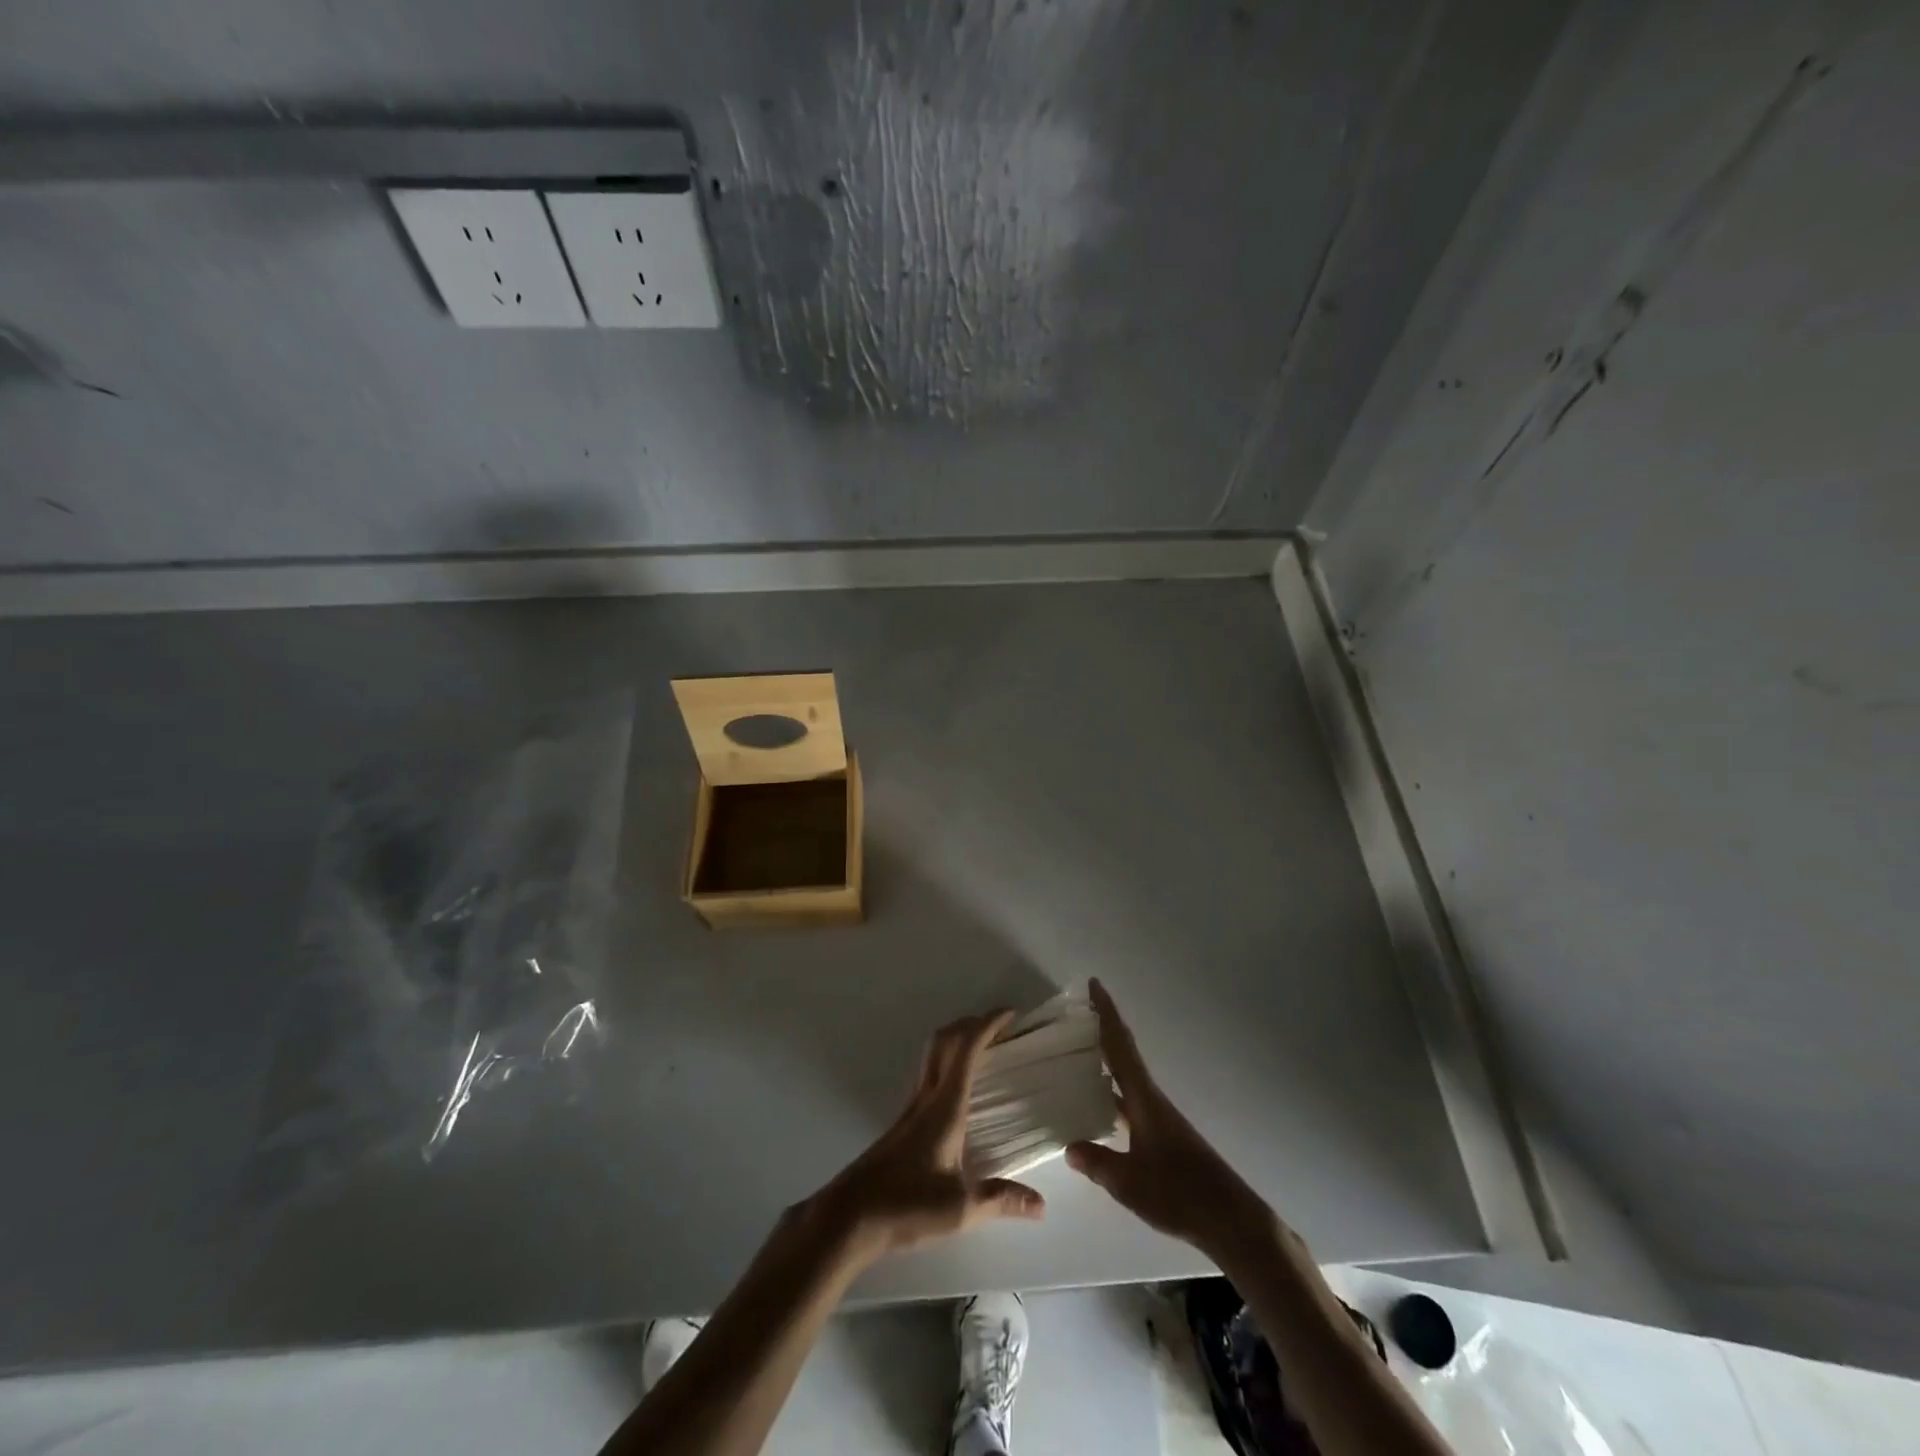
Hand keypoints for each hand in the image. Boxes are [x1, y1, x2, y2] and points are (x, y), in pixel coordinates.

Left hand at [807, 1011, 1045, 1267]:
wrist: (850, 1215)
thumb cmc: (906, 1205)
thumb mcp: (960, 1209)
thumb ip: (1000, 1200)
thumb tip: (1041, 1204)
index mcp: (944, 1107)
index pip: (966, 1050)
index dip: (988, 1025)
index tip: (1010, 1013)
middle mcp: (926, 1098)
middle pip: (944, 1041)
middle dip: (971, 1024)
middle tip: (999, 1026)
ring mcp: (910, 1108)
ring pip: (931, 1055)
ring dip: (956, 1041)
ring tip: (982, 1049)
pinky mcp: (901, 1123)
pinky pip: (927, 1075)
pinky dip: (946, 1064)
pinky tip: (956, 1090)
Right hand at [1066, 980, 1274, 1261]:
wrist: (1229, 1219)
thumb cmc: (1179, 1193)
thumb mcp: (1129, 1182)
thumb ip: (1097, 1163)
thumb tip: (1069, 1146)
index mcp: (1144, 1099)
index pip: (1120, 1046)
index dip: (1106, 1014)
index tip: (1095, 984)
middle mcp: (1151, 1100)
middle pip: (1124, 1054)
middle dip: (1104, 1029)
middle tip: (1079, 1011)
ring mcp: (1159, 1118)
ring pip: (1128, 1077)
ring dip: (1108, 1059)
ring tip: (1079, 1051)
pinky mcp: (1163, 1137)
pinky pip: (1130, 1100)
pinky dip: (1113, 1090)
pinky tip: (1099, 1104)